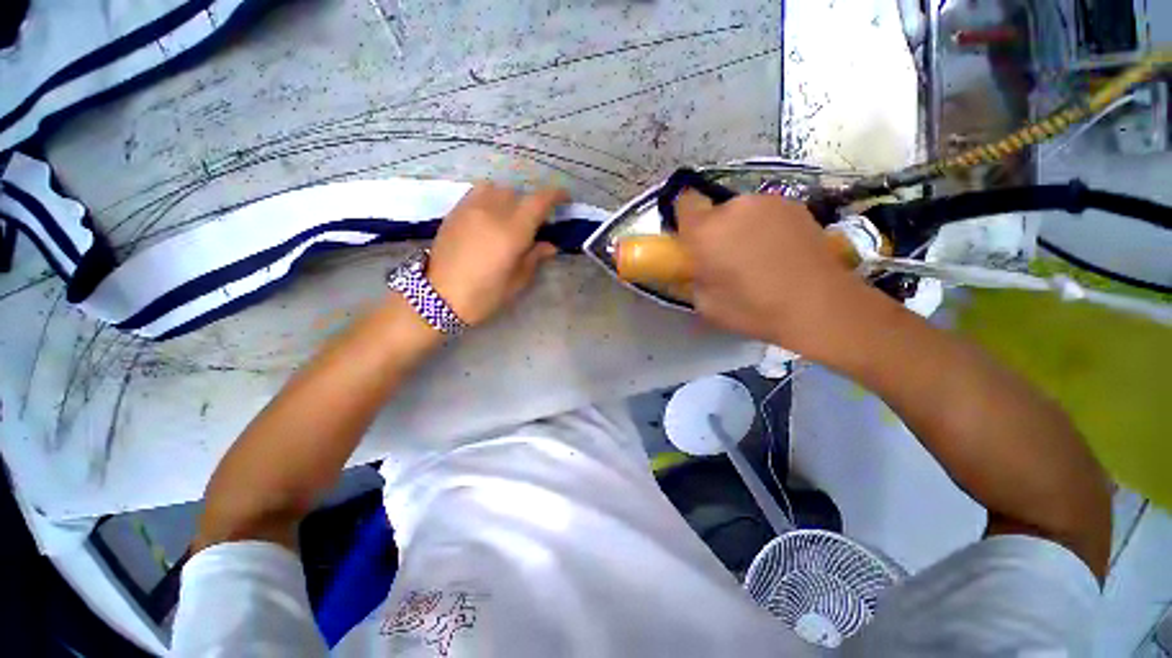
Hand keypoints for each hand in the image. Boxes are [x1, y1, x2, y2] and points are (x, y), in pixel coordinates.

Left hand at [427, 183, 564, 325]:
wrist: (437, 297)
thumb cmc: (483, 295)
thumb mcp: (516, 282)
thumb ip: (534, 258)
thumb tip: (549, 245)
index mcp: (512, 232)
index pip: (539, 201)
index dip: (555, 195)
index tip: (565, 199)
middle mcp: (493, 212)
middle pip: (519, 193)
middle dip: (532, 204)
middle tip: (536, 222)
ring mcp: (471, 208)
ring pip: (498, 188)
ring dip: (511, 198)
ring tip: (511, 216)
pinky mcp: (456, 210)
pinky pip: (479, 192)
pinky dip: (491, 197)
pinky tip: (491, 214)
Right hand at [675, 191, 880, 358]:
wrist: (819, 305)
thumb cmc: (754, 308)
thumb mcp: (706, 304)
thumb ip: (692, 279)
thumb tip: (694, 269)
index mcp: (706, 231)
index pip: (683, 203)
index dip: (684, 221)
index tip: (691, 242)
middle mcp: (734, 207)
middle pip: (714, 211)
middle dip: (714, 230)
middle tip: (726, 258)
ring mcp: (768, 202)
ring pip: (741, 211)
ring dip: (740, 228)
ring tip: (758, 257)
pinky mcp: (794, 205)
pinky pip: (765, 213)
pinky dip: (765, 226)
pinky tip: (780, 251)